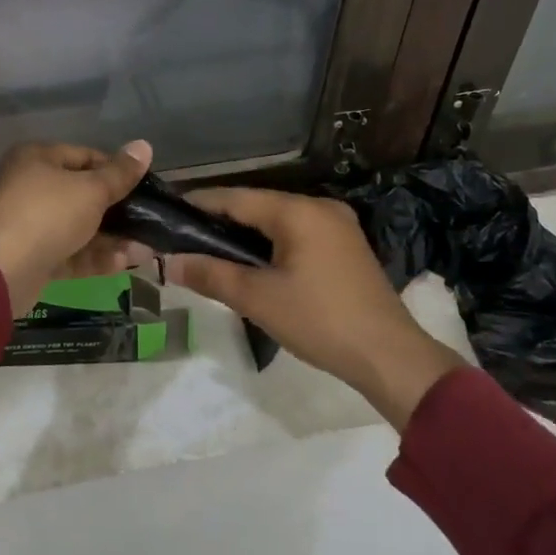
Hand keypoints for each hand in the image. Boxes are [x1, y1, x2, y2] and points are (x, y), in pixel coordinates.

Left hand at [0, 141, 154, 315]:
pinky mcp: (32, 256)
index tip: (144, 186)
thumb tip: (144, 145)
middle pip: (82, 195)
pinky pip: (69, 252)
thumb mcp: (92, 190)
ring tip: (145, 248)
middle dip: (118, 211)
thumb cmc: (49, 215)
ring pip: (78, 227)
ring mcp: (30, 224)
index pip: (85, 156)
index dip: (117, 170)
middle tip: (149, 221)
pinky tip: (123, 263)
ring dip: (111, 238)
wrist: (4, 270)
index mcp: (38, 159)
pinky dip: (94, 257)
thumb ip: (120, 173)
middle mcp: (30, 187)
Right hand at [167, 188, 463, 428]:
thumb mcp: (257, 299)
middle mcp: (319, 207)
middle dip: (219, 222)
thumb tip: (168, 263)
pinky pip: (296, 235)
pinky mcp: (345, 247)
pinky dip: (270, 245)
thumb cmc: (320, 321)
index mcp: (298, 211)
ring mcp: (337, 226)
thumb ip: (210, 275)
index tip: (166, 214)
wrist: (389, 356)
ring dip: (244, 235)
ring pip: (277, 221)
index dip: (198, 204)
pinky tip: (250, 264)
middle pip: (256, 206)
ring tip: (208, 253)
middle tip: (182, 239)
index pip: (235, 197)